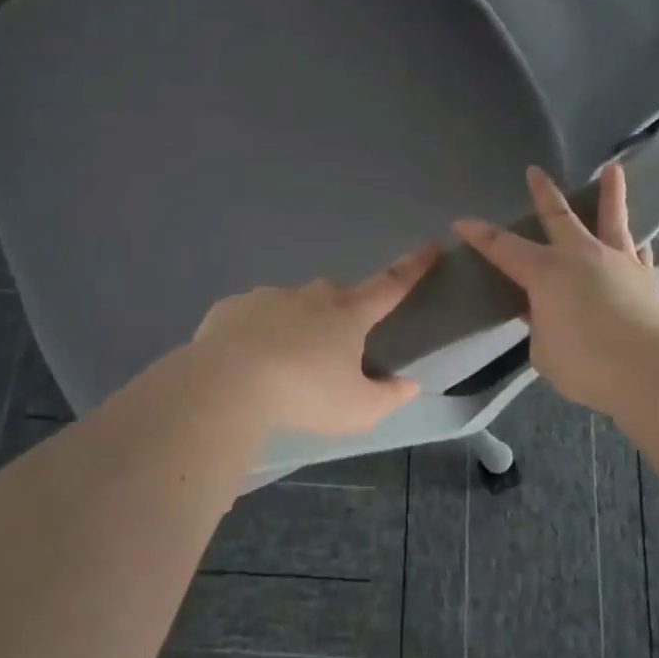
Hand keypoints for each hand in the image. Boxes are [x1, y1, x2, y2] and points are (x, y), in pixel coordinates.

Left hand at [190, 246, 439, 435]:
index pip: (391, 285)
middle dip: (340, 314)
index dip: (414, 267)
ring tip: (283, 365)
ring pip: (292, 305)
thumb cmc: (304, 395)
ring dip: (295, 326)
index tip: (432, 246)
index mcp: (348, 314)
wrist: (226, 384)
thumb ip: (388, 397)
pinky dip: (256, 332)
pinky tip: (247, 362)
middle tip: (333, 349)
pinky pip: (253, 317)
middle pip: (336, 296)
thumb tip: (408, 385)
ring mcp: (268, 297)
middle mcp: (311, 296)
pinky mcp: (232, 308)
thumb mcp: (357, 410)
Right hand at [456, 164, 658, 410]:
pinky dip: (638, 243)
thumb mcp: (544, 351)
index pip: (503, 247)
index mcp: (545, 272)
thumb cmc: (585, 364)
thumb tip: (548, 316)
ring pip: (612, 218)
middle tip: (535, 170)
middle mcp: (581, 256)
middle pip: (558, 216)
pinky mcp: (647, 278)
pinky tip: (642, 240)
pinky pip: (640, 252)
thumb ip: (541, 327)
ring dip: (611, 193)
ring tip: (614, 169)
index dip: (479, 235)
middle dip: (543, 192)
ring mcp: (618, 262)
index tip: (461, 222)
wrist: (649, 370)